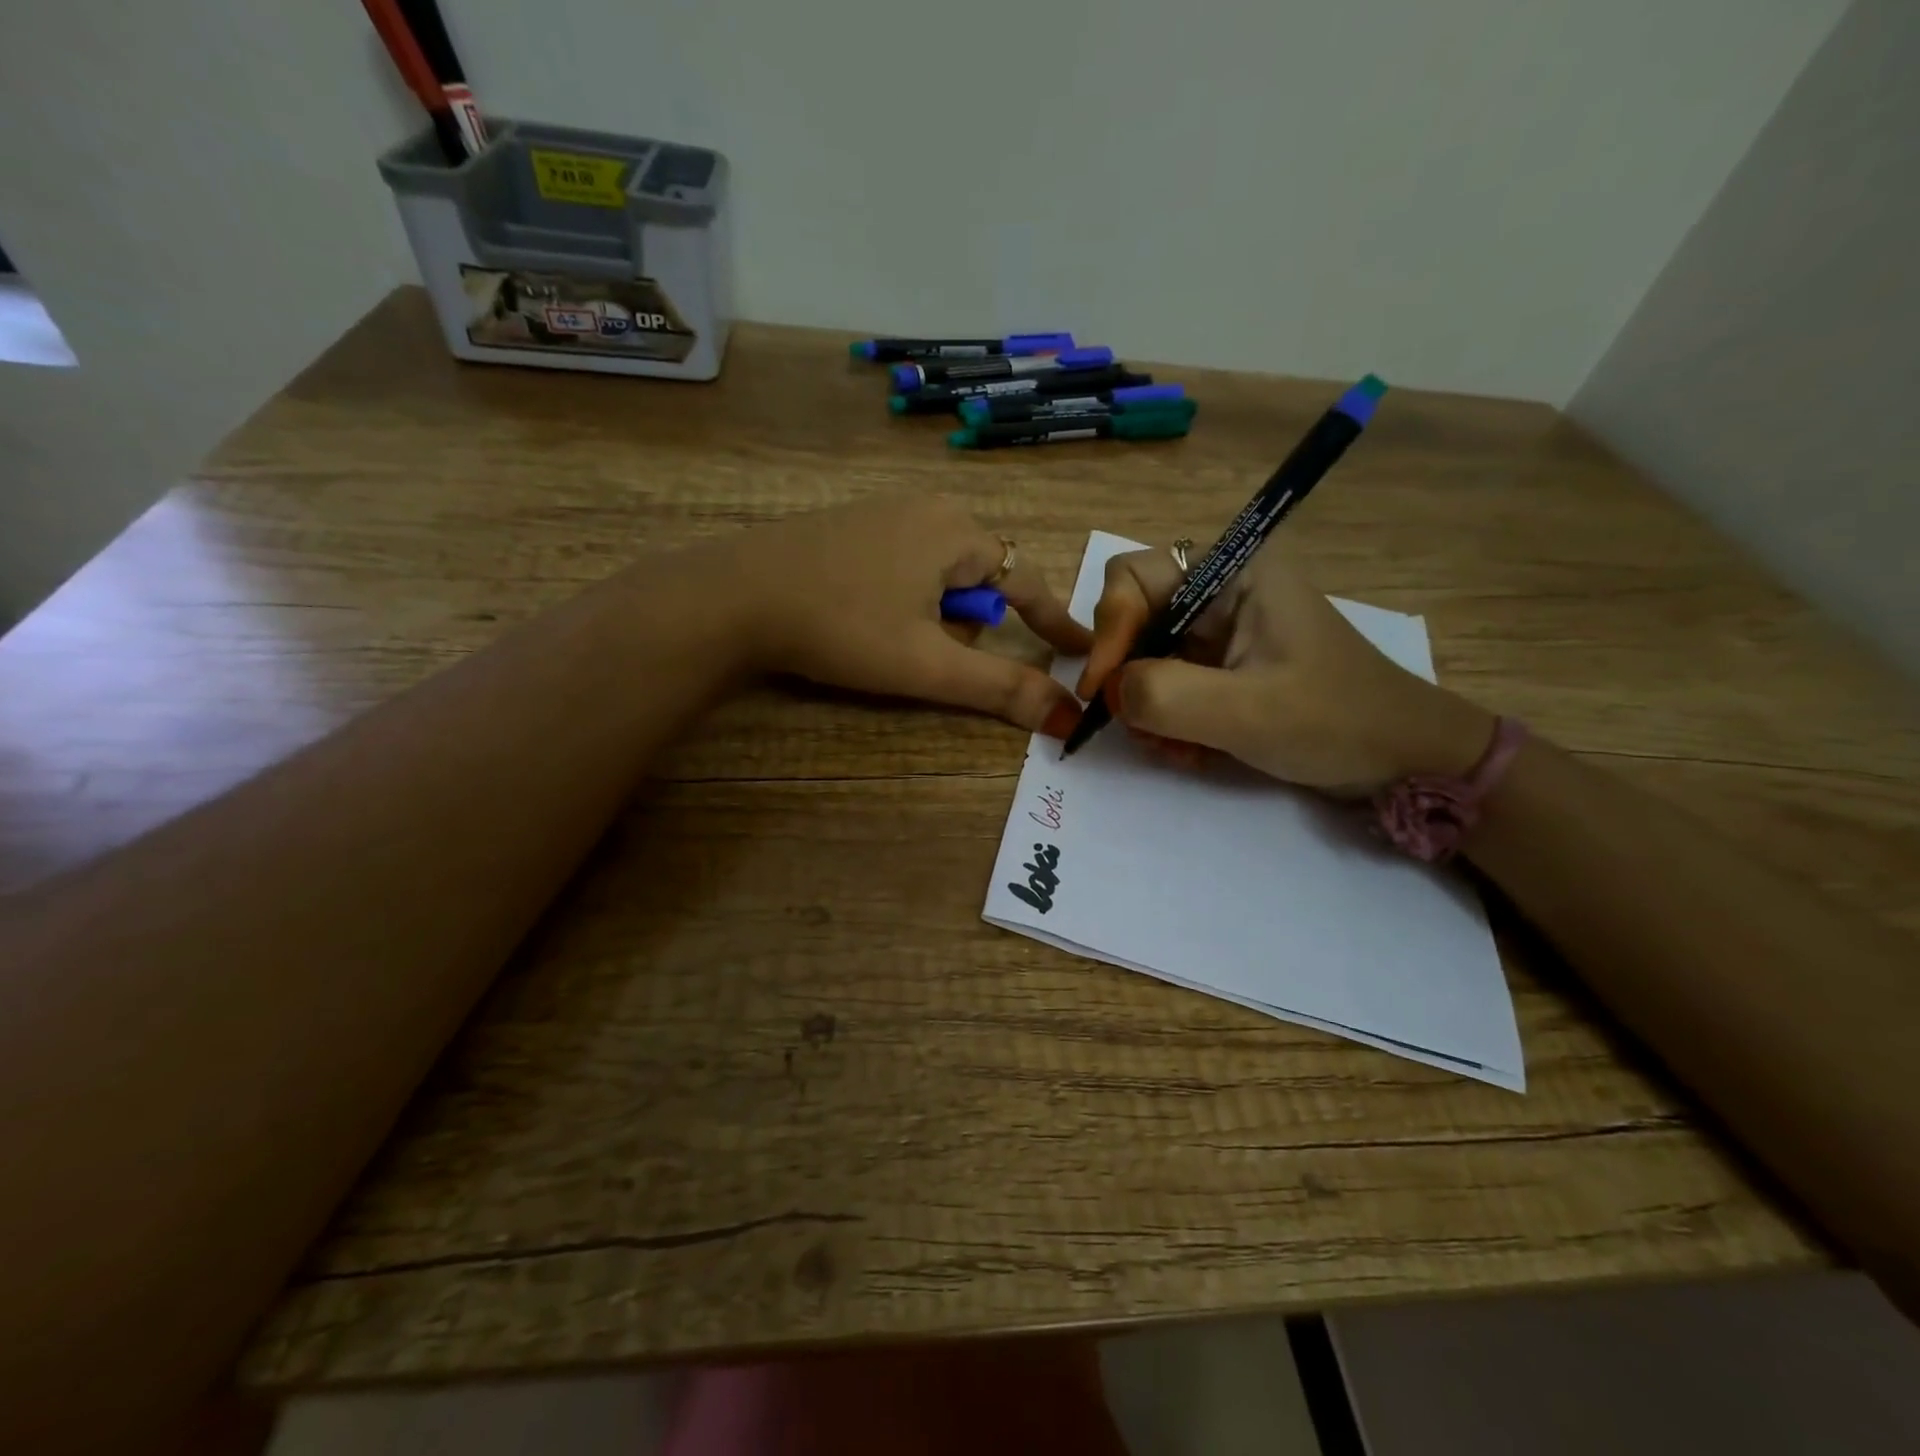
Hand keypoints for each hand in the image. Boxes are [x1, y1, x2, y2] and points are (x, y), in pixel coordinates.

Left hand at [725, 495, 1090, 734]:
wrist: (734, 596)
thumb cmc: (842, 627)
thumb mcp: (927, 664)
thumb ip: (1000, 687)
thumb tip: (1067, 716)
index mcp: (957, 532)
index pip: (1028, 581)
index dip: (1054, 621)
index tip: (1080, 649)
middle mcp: (928, 508)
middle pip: (978, 580)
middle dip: (965, 623)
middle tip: (924, 652)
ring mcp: (885, 510)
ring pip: (938, 575)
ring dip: (931, 614)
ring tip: (885, 637)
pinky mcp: (851, 524)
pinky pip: (903, 564)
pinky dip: (902, 598)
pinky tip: (861, 616)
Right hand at [1078, 544, 1494, 793]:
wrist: (1404, 758)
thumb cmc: (1336, 722)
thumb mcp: (1247, 711)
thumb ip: (1165, 695)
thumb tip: (1110, 692)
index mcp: (1233, 571)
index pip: (1131, 578)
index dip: (1108, 631)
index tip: (1103, 691)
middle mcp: (1221, 590)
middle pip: (1133, 620)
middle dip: (1128, 679)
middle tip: (1139, 729)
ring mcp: (1222, 630)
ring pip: (1145, 658)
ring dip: (1147, 709)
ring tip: (1175, 750)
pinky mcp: (1223, 665)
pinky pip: (1167, 684)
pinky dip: (1167, 720)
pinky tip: (1190, 752)